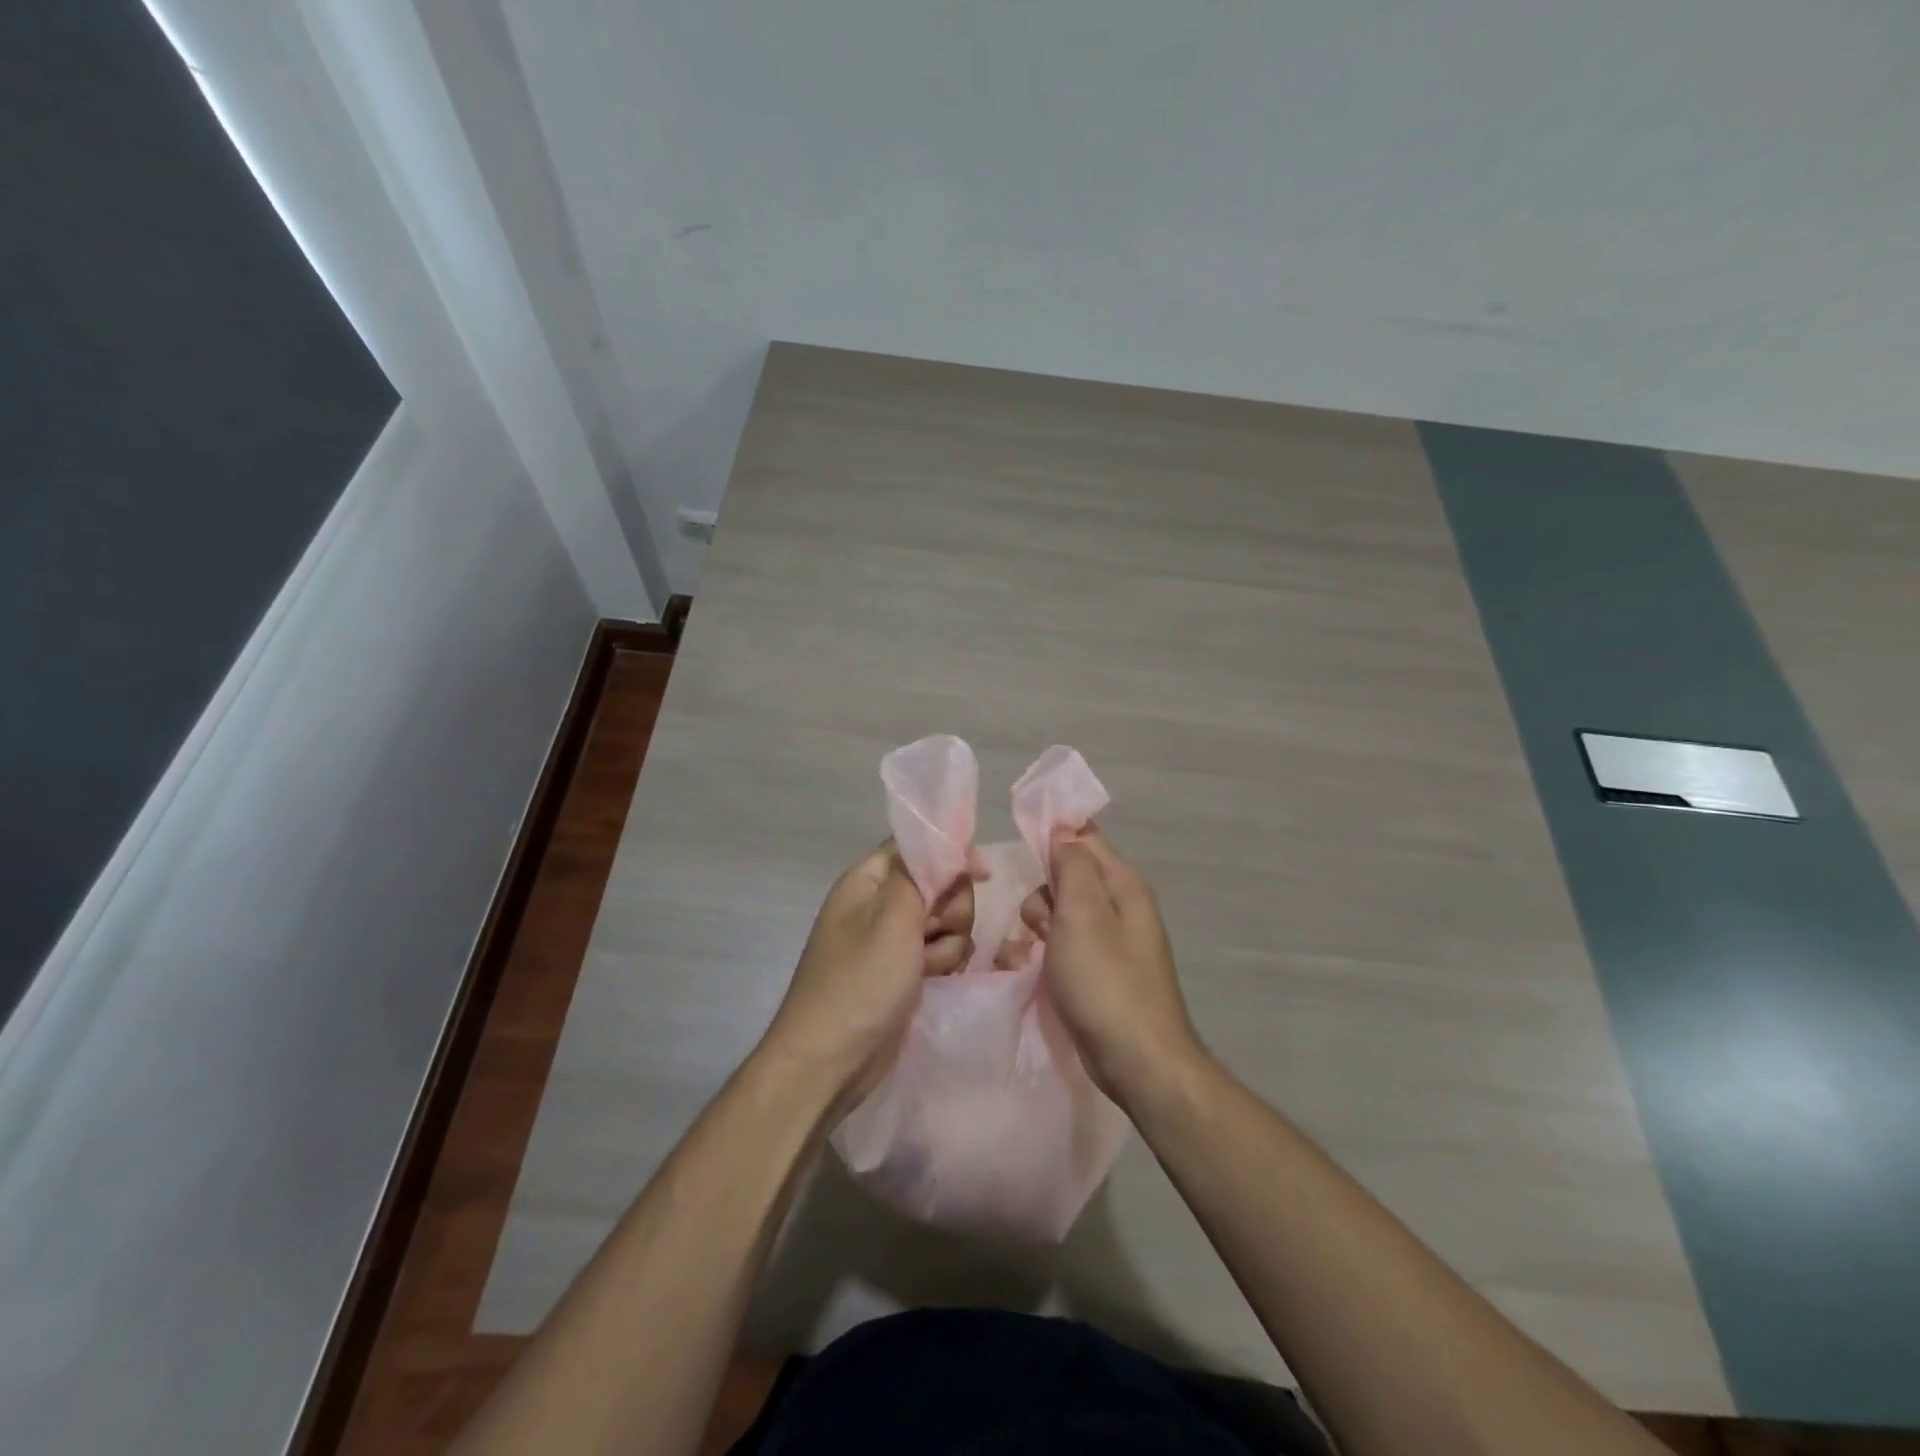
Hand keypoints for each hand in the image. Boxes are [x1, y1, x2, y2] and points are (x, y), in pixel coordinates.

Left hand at [760, 842, 974, 1110]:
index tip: (981, 875)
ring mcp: (891, 940)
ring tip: (930, 967)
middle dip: (949, 908)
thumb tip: (949, 845)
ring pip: (945, 920)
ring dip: (949, 941)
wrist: (829, 1061)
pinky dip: (943, 963)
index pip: (917, 847)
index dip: (950, 855)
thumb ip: (922, 874)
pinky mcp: (904, 971)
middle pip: (938, 883)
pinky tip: (934, 981)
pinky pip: (940, 951)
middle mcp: (879, 904)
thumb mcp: (892, 918)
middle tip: (933, 931)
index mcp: (867, 880)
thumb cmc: (859, 983)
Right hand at [1020, 825, 1204, 1107]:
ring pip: (1059, 913)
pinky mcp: (1097, 971)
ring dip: (1036, 928)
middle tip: (1041, 926)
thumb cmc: (1105, 980)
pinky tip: (1029, 971)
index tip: (1024, 855)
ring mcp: (1109, 941)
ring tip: (1031, 956)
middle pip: (1066, 877)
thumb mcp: (1083, 913)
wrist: (1137, 1061)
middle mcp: (1119, 906)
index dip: (1052, 838)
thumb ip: (1072, 865)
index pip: (1083, 836)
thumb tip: (1064, 830)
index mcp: (1122, 883)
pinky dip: (1043, 954)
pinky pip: (1062, 946)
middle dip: (1043, 896)